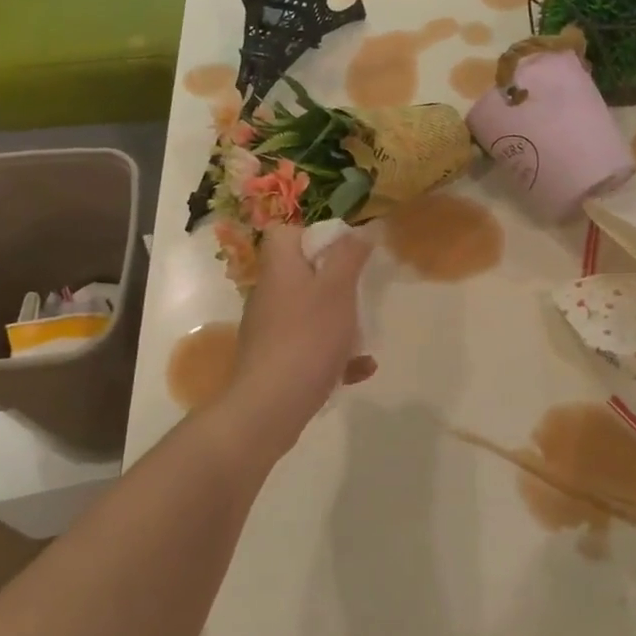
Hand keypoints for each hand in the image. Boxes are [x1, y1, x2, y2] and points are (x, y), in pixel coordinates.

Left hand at [225, 223, 374, 450]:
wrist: (269, 407)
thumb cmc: (306, 338)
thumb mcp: (337, 289)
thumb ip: (350, 256)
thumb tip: (361, 229)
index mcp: (279, 269)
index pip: (284, 234)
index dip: (313, 236)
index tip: (344, 252)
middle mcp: (269, 295)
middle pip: (300, 274)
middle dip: (335, 282)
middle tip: (361, 292)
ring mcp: (269, 331)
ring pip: (308, 314)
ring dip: (338, 322)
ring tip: (366, 334)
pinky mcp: (275, 363)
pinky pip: (309, 349)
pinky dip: (334, 355)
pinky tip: (362, 369)